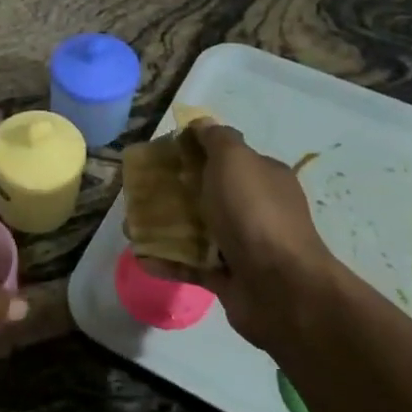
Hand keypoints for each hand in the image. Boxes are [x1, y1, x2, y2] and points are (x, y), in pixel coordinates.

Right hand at [154, 122, 343, 354]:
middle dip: (173, 193)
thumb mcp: (235, 160)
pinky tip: (142, 258)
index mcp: (263, 178)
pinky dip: (168, 262)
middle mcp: (256, 210)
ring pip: (197, 231)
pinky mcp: (228, 278)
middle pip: (207, 195)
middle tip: (139, 194)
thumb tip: (202, 123)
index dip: (194, 153)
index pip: (226, 158)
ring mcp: (243, 246)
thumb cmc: (254, 213)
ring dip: (165, 228)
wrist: (280, 288)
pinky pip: (192, 266)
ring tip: (131, 228)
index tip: (161, 156)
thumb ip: (217, 139)